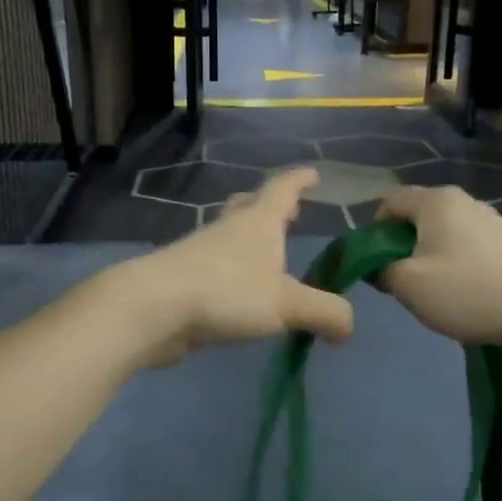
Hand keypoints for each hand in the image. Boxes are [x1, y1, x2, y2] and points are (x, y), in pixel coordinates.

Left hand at [109, 168, 354, 367]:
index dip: (300, 180)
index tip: (313, 173)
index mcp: (257, 223)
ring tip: (268, 259)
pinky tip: (240, 296)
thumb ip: (324, 312)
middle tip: (288, 211)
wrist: (154, 308)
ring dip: (249, 241)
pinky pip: (215, 269)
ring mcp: (201, 253)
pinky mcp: (185, 280)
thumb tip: (348, 326)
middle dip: (269, 205)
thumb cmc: (226, 291)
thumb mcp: (287, 304)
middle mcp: (229, 229)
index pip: (283, 189)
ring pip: (230, 237)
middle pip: (249, 206)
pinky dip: (232, 274)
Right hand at [374, 186, 501, 349]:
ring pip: (440, 233)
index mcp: (434, 200)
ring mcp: (489, 218)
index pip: (387, 202)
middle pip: (415, 216)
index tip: (375, 265)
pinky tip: (464, 292)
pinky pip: (464, 245)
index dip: (372, 232)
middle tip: (401, 281)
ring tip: (434, 291)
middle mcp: (462, 200)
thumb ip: (379, 270)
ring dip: (427, 257)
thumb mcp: (408, 284)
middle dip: (400, 246)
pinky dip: (454, 263)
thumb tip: (377, 267)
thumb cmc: (467, 290)